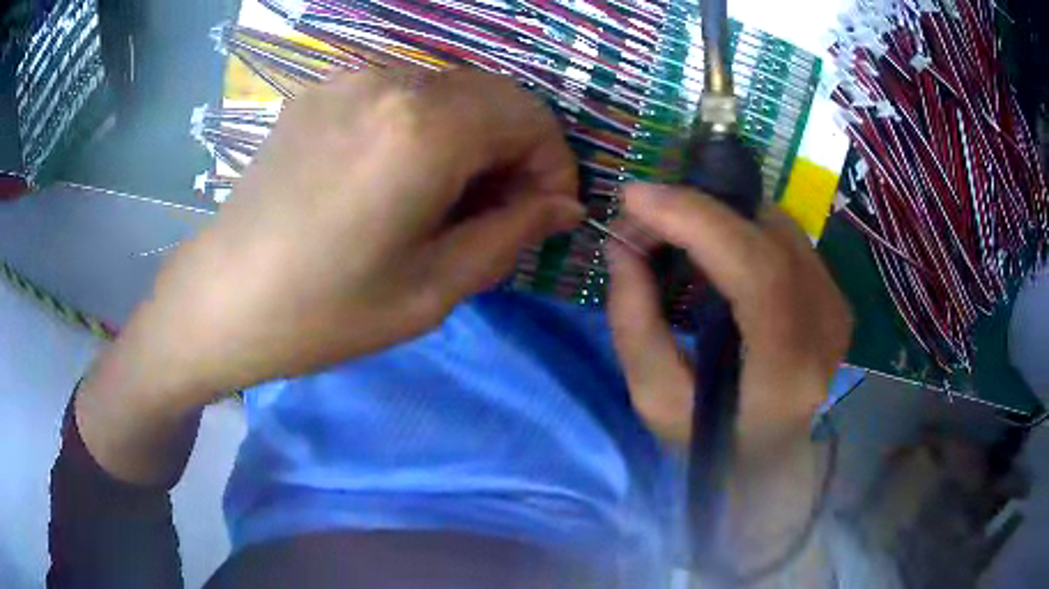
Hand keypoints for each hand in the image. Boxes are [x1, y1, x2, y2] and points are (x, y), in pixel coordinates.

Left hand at [76, 69, 581, 483]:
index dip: (553, 163)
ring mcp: (350, 78)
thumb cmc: (325, 311)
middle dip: (516, 149)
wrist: (223, 299)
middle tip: (503, 210)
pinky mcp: (322, 90)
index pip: (530, 117)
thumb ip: (512, 234)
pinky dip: (426, 127)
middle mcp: (391, 80)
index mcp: (424, 127)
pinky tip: (402, 175)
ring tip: (450, 198)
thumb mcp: (433, 288)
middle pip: (494, 95)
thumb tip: (564, 205)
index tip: (546, 212)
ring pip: (450, 91)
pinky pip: (402, 94)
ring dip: (472, 137)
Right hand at [606, 184, 851, 448]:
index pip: (759, 273)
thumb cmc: (715, 441)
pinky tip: (713, 246)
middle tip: (644, 215)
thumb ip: (634, 325)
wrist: (774, 454)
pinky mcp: (835, 293)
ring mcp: (838, 306)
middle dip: (697, 210)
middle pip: (769, 238)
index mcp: (787, 372)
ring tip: (674, 231)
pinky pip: (784, 236)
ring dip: (718, 215)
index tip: (637, 199)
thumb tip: (621, 246)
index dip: (699, 221)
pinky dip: (741, 227)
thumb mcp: (658, 401)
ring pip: (777, 227)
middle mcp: (826, 330)